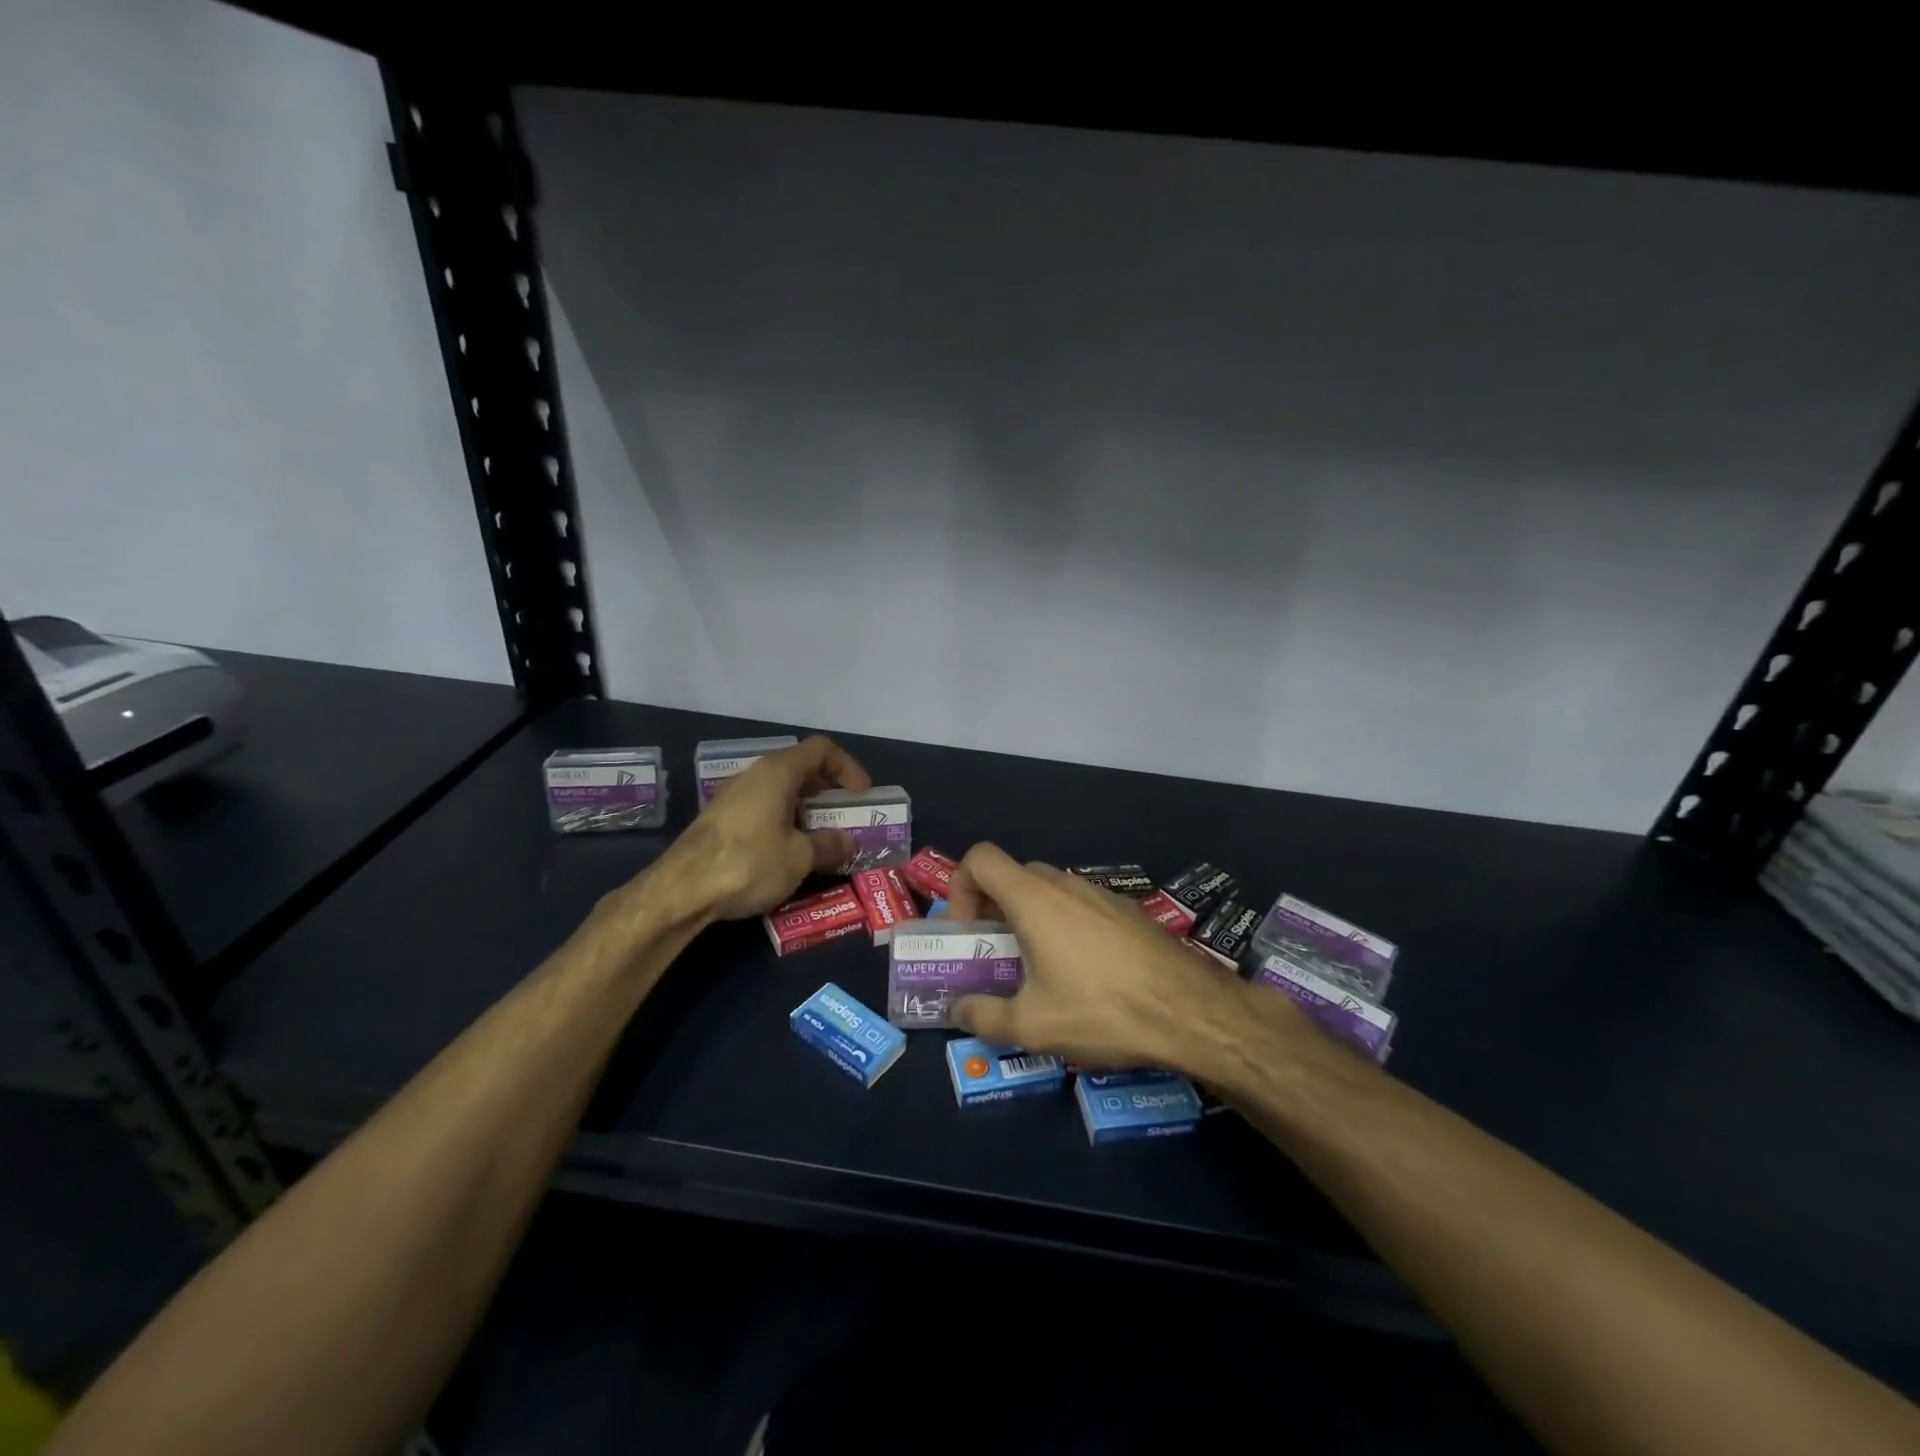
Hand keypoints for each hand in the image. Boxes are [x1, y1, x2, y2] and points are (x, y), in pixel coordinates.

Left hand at [667, 736, 870, 920]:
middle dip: (826, 791)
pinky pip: (761, 809)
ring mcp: (733, 797)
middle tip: (843, 816)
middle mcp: (754, 775)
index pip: (821, 750)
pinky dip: (782, 822)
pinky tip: (787, 852)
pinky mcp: (719, 820)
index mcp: (778, 772)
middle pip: (799, 768)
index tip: (861, 794)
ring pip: (779, 791)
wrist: (681, 891)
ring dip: (804, 810)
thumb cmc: (749, 863)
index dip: (847, 767)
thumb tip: (848, 842)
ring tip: (820, 838)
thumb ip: (829, 845)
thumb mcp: (800, 858)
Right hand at [944, 843, 1261, 1070]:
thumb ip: (984, 1017)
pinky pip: (1081, 904)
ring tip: (1038, 966)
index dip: (960, 886)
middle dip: (993, 905)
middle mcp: (1065, 884)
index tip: (968, 930)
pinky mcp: (1127, 909)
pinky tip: (1083, 970)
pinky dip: (1064, 923)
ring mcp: (1100, 893)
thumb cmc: (1102, 1009)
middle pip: (1013, 873)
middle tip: (995, 950)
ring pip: (1049, 889)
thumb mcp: (1033, 1025)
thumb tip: (958, 1011)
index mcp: (1034, 899)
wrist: (1191, 1011)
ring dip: (1030, 915)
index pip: (980, 858)